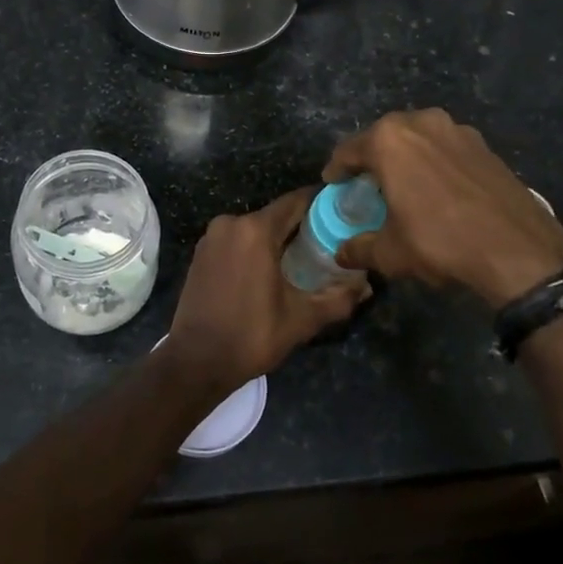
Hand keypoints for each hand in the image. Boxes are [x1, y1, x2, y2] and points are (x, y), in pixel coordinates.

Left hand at [163, 188, 369, 393]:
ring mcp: (212, 237)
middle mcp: (231, 223)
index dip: (322, 204)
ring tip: (304, 258)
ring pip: (255, 228)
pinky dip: (255, 248)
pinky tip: (271, 269)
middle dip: (302, 225)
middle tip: (330, 242)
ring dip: (278, 239)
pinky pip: (237, 240)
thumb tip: (366, 286)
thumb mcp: (301, 319)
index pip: (296, 202)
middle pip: (276, 215)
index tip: (344, 212)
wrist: (196, 361)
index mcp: (255, 230)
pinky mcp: (201, 252)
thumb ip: (338, 299)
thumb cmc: (251, 336)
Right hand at [324, 108, 562, 308]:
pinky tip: (438, 188)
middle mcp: (420, 122)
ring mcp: (456, 129)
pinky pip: (445, 147)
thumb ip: (360, 248)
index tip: (334, 183)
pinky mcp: (483, 144)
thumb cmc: (440, 242)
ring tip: (404, 184)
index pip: (349, 150)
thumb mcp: (391, 252)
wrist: (517, 249)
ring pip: (418, 138)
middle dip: (372, 158)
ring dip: (406, 156)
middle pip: (384, 137)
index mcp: (389, 140)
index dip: (337, 169)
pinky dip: (434, 161)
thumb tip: (342, 253)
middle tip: (367, 183)